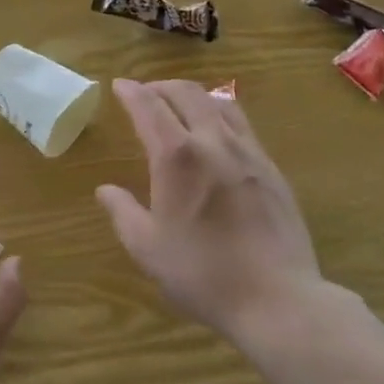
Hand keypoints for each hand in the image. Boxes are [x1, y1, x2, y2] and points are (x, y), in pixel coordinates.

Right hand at [97, 80, 323, 345]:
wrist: (278, 298)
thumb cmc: (204, 274)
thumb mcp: (149, 250)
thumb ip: (123, 213)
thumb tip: (105, 190)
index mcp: (177, 156)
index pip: (149, 106)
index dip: (131, 91)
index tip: (119, 84)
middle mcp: (212, 140)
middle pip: (186, 92)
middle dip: (161, 86)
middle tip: (146, 93)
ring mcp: (247, 150)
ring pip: (217, 102)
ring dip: (193, 95)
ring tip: (180, 106)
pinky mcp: (270, 166)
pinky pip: (241, 123)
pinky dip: (220, 113)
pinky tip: (217, 134)